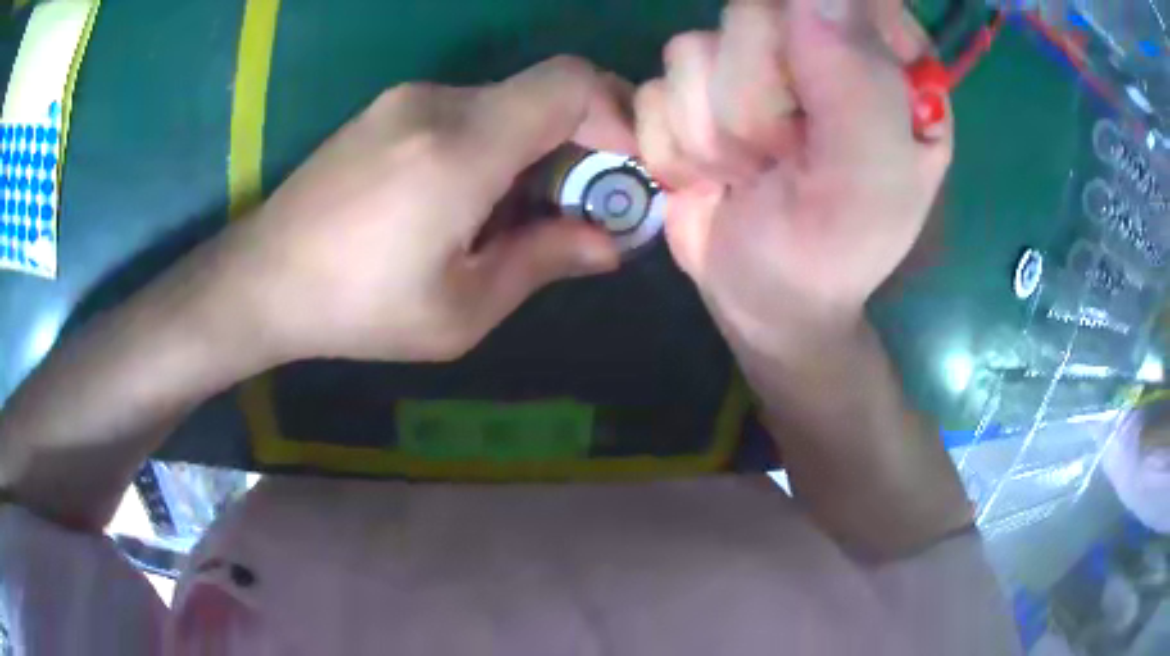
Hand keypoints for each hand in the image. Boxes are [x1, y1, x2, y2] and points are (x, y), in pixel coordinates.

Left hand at [209, 57, 634, 363]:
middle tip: (579, 209)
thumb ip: (543, 262)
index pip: (571, 82)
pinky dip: (495, 144)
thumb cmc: (357, 309)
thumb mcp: (460, 311)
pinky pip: (468, 111)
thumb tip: (607, 242)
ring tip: (517, 215)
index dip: (618, 113)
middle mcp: (438, 102)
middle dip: (583, 142)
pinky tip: (468, 199)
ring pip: (507, 103)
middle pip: (545, 91)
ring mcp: (407, 99)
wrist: (260, 280)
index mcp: (461, 146)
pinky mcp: (388, 110)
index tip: (626, 170)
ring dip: (536, 148)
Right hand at [635, 0, 951, 350]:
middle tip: (785, 157)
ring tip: (750, 174)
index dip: (818, 27)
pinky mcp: (690, 93)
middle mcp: (814, 47)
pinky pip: (655, 91)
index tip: (812, 95)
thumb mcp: (872, 183)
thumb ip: (861, 86)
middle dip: (755, 100)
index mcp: (883, 62)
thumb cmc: (834, 251)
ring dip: (714, 133)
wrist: (763, 300)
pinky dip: (676, 147)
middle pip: (751, 13)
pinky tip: (712, 175)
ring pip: (691, 49)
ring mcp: (747, 67)